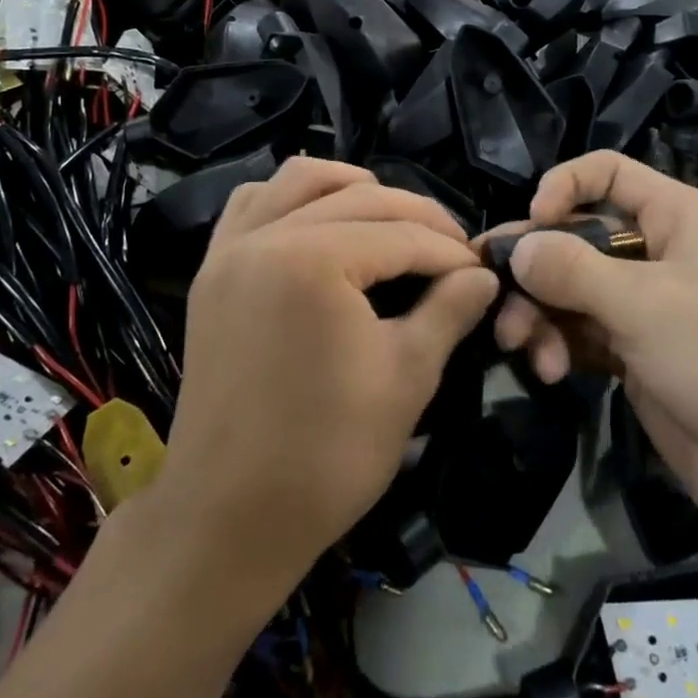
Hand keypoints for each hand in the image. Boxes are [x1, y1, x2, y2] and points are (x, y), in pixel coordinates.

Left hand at [162, 158, 498, 588]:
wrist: (230, 517)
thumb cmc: (327, 454)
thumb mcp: (407, 377)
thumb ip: (450, 309)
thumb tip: (484, 274)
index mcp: (313, 259)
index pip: (403, 236)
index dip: (452, 252)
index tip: (484, 271)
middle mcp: (266, 235)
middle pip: (360, 198)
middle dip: (417, 218)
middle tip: (454, 251)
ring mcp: (231, 250)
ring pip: (300, 180)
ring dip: (352, 188)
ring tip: (391, 219)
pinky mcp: (213, 271)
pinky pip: (252, 205)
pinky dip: (292, 200)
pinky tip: (320, 223)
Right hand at [492, 153, 697, 535]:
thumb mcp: (646, 306)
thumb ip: (572, 269)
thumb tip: (516, 247)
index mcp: (678, 217)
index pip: (609, 172)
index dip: (564, 186)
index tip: (532, 223)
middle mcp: (659, 252)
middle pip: (578, 236)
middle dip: (535, 266)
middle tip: (494, 296)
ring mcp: (645, 305)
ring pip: (570, 288)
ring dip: (539, 312)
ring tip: (518, 345)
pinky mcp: (633, 352)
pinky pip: (579, 331)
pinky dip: (557, 343)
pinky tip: (548, 370)